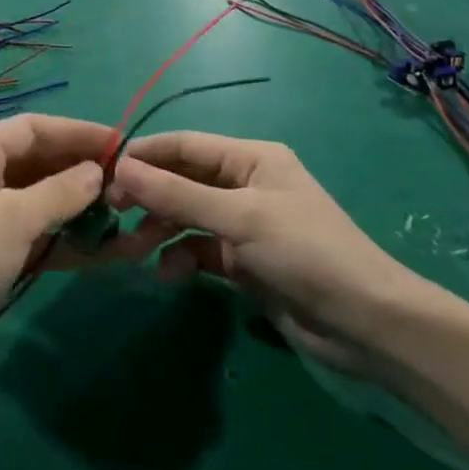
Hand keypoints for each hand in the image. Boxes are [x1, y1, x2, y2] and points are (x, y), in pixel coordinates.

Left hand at [0, 114, 112, 380]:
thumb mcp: (14, 219)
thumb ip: (61, 191)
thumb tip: (98, 171)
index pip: (32, 128)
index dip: (77, 132)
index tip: (121, 143)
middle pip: (37, 161)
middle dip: (80, 170)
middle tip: (127, 182)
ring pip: (40, 198)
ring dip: (77, 206)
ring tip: (121, 213)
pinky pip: (35, 230)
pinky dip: (64, 236)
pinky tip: (102, 246)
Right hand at [110, 132, 439, 373]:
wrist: (365, 325)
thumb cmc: (304, 252)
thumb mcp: (238, 218)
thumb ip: (176, 195)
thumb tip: (120, 167)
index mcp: (250, 158)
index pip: (184, 145)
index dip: (144, 154)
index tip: (103, 171)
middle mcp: (244, 184)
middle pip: (182, 181)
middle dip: (149, 196)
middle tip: (112, 213)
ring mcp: (244, 225)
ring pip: (187, 217)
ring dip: (160, 230)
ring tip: (133, 250)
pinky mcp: (244, 262)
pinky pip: (200, 250)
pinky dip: (181, 258)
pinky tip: (169, 273)